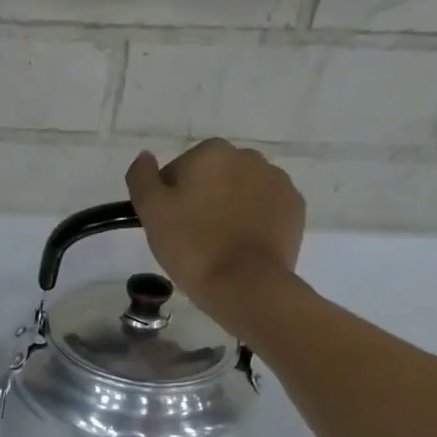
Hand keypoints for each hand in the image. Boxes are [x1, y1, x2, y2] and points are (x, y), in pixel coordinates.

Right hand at [125, 140, 305, 330]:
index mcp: (210, 153)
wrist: (244, 284)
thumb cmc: (191, 246)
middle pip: (212, 178)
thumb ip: (142, 178)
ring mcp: (277, 180)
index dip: (168, 200)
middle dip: (201, 200)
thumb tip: (145, 156)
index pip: (177, 172)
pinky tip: (241, 246)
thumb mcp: (151, 212)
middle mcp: (248, 156)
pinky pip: (264, 208)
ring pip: (240, 191)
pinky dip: (252, 221)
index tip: (168, 226)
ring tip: (218, 244)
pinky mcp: (294, 207)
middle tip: (190, 238)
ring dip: (228, 209)